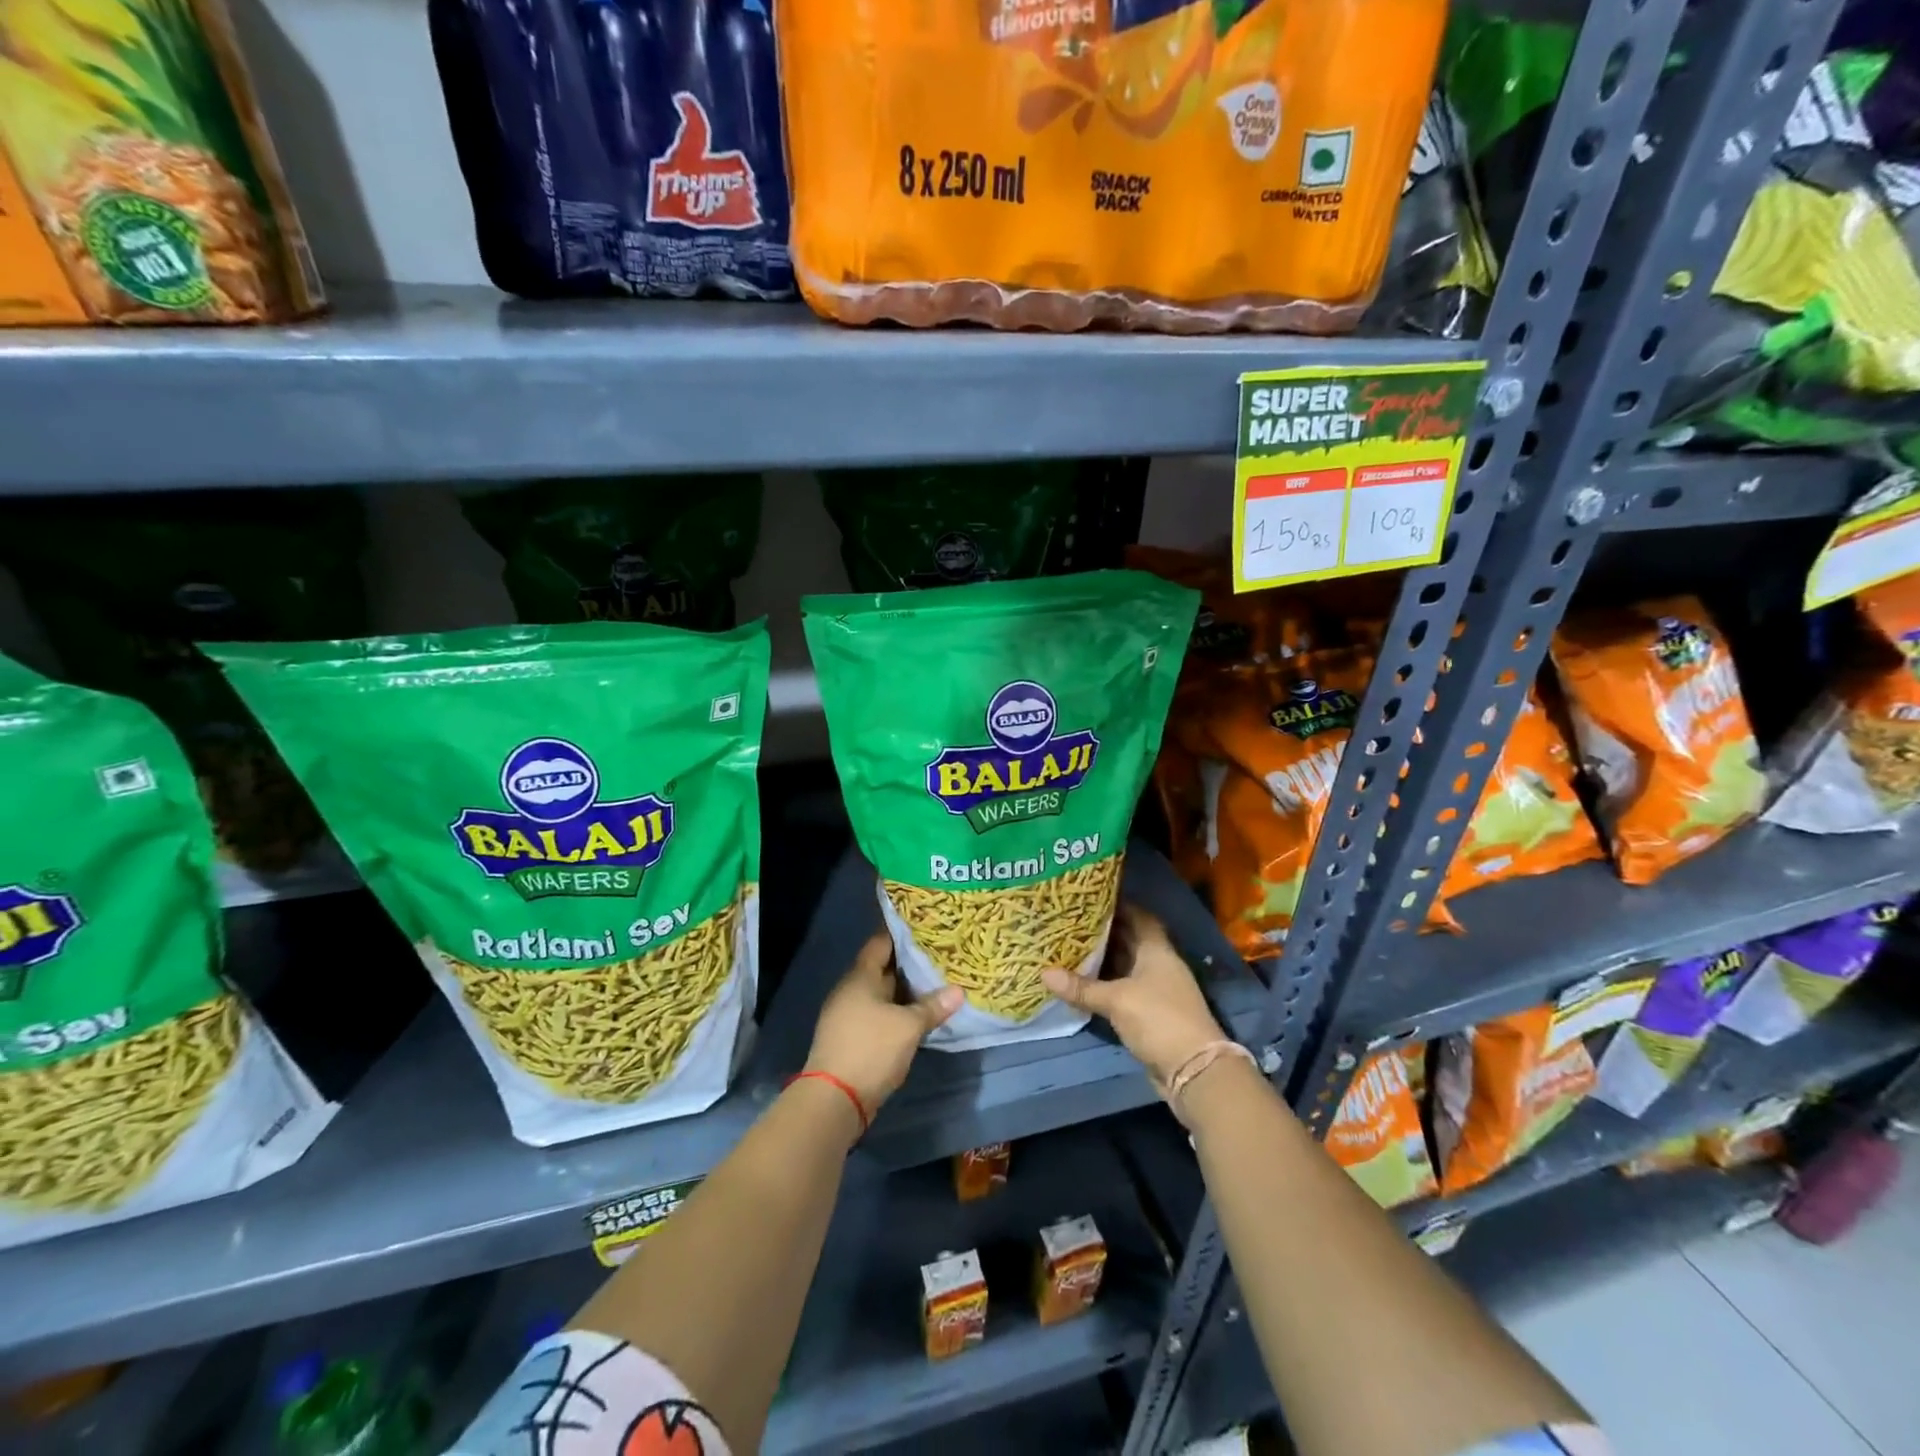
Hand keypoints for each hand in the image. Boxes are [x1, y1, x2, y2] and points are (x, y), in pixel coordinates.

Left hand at [805, 931, 962, 1121]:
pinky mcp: (852, 1038)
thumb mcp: (908, 1026)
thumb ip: (932, 1006)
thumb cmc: (871, 1049)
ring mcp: (848, 1015)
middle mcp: (851, 990)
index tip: (924, 926)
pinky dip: (897, 1011)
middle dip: (908, 963)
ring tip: (934, 982)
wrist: (834, 1100)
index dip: (901, 933)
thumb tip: (958, 991)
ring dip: (904, 990)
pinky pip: (878, 1014)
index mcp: (860, 977)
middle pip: (881, 968)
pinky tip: (917, 1015)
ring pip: (881, 993)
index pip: (880, 943)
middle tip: (938, 955)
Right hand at [1041, 904, 1226, 1089]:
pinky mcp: (1150, 1013)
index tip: (1090, 898)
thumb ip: (1081, 987)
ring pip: (1125, 966)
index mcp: (1157, 950)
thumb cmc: (1158, 1019)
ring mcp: (1156, 990)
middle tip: (1071, 921)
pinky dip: (1105, 985)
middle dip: (1103, 932)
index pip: (1139, 917)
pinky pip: (1123, 990)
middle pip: (1130, 940)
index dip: (1118, 906)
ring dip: (1102, 960)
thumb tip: (1043, 973)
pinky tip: (1081, 982)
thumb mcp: (1116, 1000)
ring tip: (1069, 946)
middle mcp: (1158, 965)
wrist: (1193, 1070)